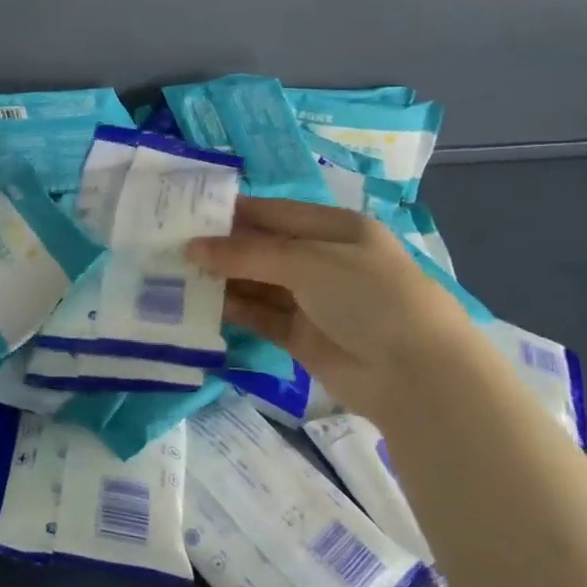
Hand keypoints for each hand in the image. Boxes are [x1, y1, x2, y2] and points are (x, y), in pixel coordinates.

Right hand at [187, 197, 477, 418]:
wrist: (416, 375)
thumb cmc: (368, 296)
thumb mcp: (308, 261)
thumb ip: (247, 254)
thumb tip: (192, 248)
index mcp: (334, 228)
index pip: (273, 212)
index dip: (232, 212)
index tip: (186, 212)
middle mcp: (322, 260)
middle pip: (262, 248)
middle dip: (221, 247)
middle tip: (170, 245)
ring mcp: (312, 300)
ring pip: (257, 283)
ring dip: (222, 279)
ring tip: (174, 274)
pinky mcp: (302, 336)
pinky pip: (260, 316)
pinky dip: (233, 310)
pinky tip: (199, 304)